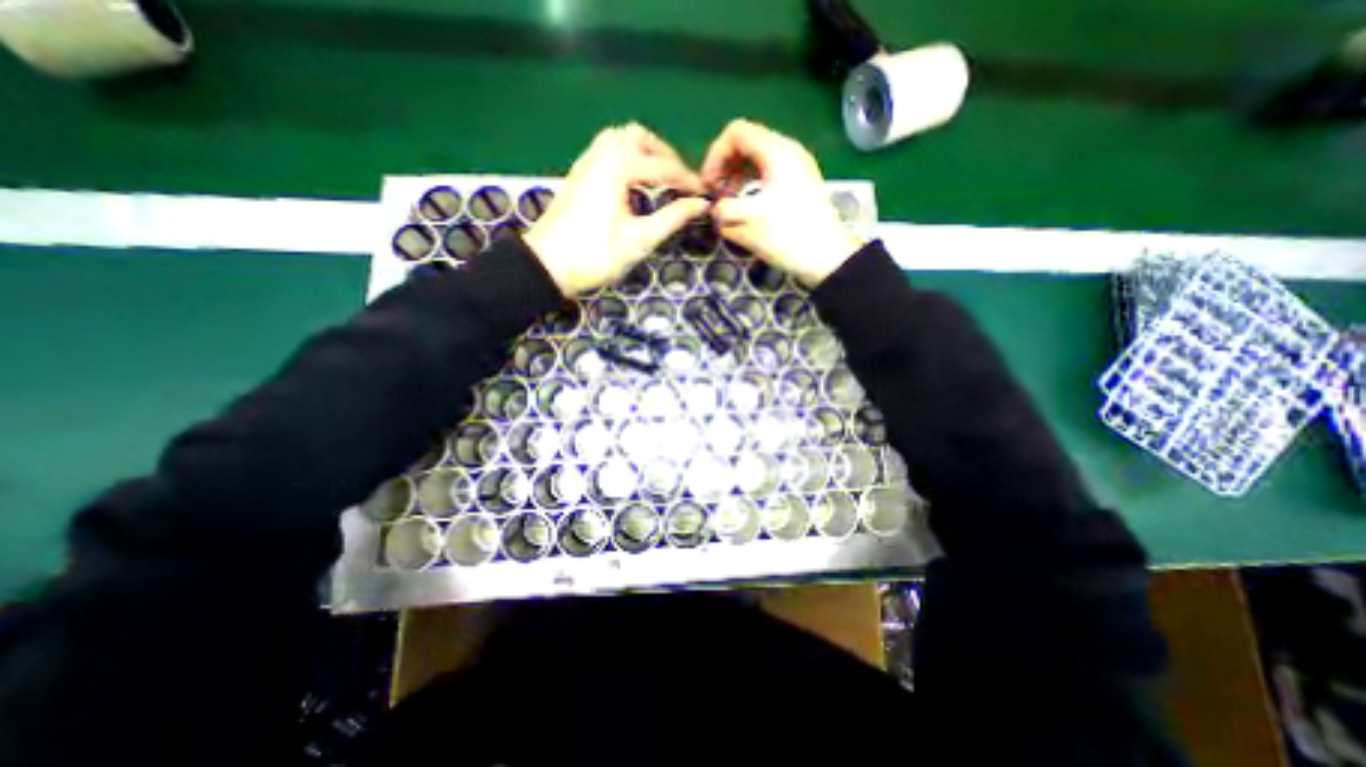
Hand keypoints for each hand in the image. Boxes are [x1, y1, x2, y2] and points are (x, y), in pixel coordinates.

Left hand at [525, 123, 708, 291]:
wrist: (546, 266)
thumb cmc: (596, 255)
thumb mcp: (640, 240)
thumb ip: (672, 218)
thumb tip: (700, 205)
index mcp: (618, 167)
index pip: (662, 166)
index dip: (687, 181)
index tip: (704, 196)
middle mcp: (601, 155)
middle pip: (639, 137)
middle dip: (664, 156)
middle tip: (679, 182)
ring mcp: (586, 163)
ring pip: (619, 140)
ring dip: (643, 154)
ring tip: (659, 180)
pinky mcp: (578, 175)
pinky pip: (606, 153)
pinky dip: (626, 160)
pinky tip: (633, 185)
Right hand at [703, 121, 861, 288]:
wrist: (829, 259)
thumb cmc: (789, 236)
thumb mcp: (748, 223)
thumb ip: (724, 211)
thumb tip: (715, 210)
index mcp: (777, 151)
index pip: (736, 132)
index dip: (715, 155)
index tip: (709, 185)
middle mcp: (788, 151)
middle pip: (746, 143)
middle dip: (725, 166)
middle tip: (716, 194)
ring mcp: (796, 168)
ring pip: (757, 159)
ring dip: (737, 176)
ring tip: (729, 202)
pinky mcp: (799, 185)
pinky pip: (768, 174)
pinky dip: (751, 185)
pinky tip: (747, 207)